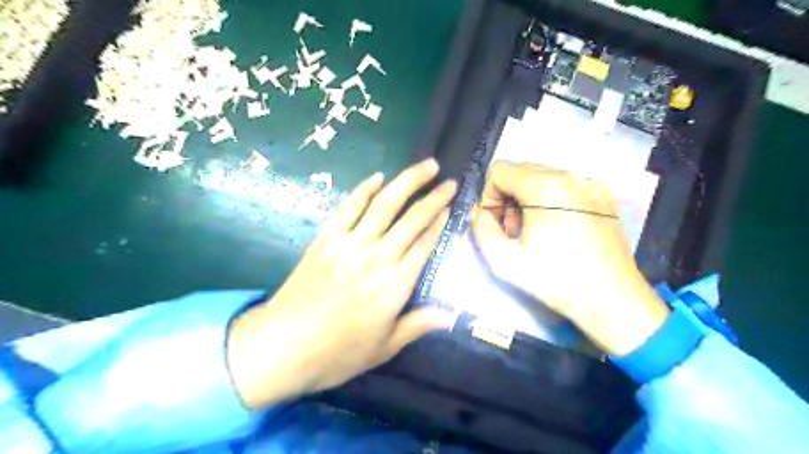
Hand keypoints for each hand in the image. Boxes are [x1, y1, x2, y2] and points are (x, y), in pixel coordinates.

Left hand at [227, 159, 456, 408]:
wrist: (281, 347)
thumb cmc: (337, 353)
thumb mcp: (384, 347)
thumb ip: (418, 325)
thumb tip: (451, 315)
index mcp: (395, 286)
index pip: (425, 245)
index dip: (439, 223)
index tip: (450, 205)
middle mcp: (377, 258)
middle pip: (412, 219)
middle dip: (433, 197)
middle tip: (448, 180)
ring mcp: (349, 244)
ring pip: (384, 205)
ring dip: (407, 182)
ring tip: (425, 166)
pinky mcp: (326, 239)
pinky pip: (349, 208)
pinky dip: (364, 190)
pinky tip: (378, 177)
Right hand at [472, 162, 665, 356]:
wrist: (612, 299)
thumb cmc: (555, 280)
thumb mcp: (503, 260)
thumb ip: (481, 228)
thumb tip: (479, 211)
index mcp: (546, 187)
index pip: (500, 171)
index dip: (490, 197)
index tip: (497, 224)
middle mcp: (571, 176)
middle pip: (521, 171)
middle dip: (509, 199)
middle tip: (515, 232)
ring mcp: (591, 184)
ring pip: (542, 178)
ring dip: (528, 201)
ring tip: (535, 233)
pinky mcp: (604, 196)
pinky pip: (565, 187)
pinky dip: (551, 202)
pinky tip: (557, 230)